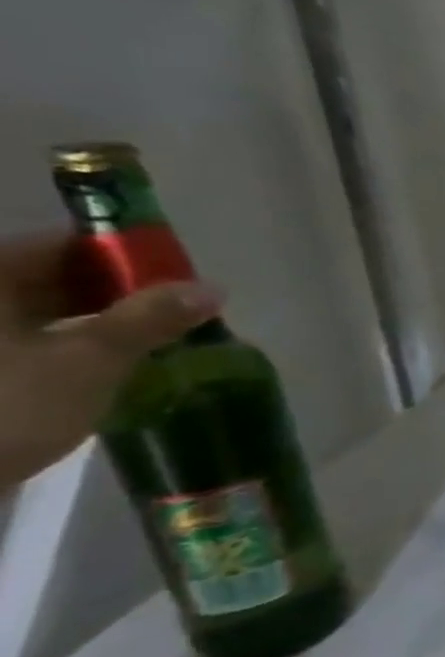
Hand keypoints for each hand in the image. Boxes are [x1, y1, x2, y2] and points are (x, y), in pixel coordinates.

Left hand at [0, 232, 222, 490]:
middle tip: (177, 315)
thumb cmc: (3, 410)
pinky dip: (65, 344)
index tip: (179, 284)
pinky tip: (103, 366)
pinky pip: (20, 339)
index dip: (128, 259)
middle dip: (117, 293)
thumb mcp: (90, 362)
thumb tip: (211, 287)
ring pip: (37, 309)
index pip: (65, 246)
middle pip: (50, 275)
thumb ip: (151, 319)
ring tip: (152, 342)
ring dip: (96, 321)